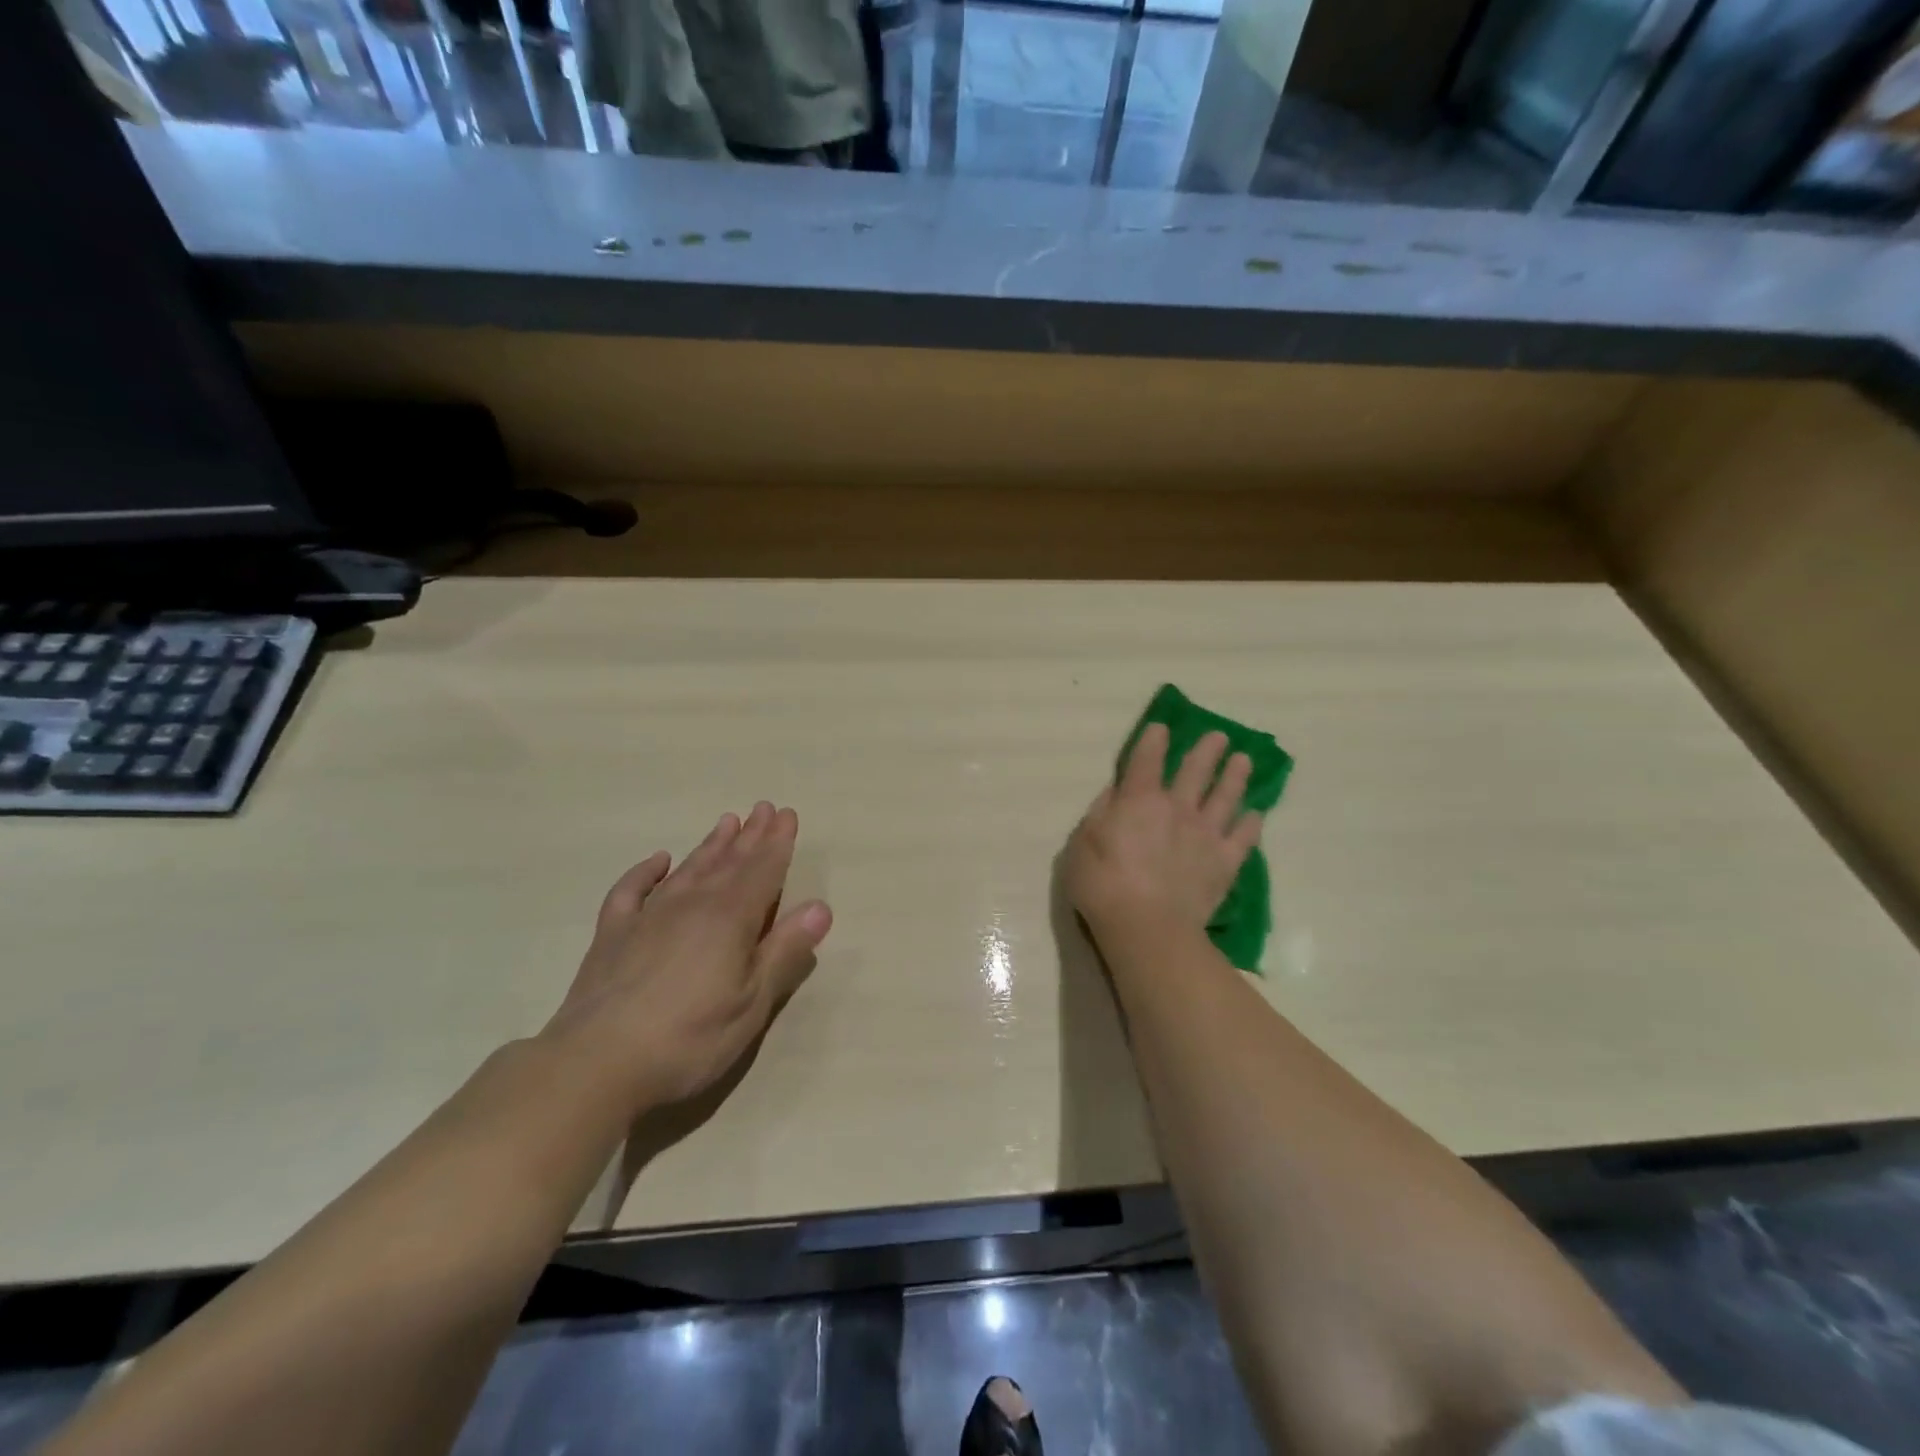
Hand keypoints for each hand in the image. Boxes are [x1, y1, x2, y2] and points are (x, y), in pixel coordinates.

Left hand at [543, 802, 832, 1115]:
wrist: (595, 1064)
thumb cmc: (689, 1038)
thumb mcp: (752, 1003)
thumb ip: (785, 951)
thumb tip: (821, 907)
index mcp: (730, 919)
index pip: (762, 871)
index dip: (778, 843)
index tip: (787, 814)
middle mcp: (692, 905)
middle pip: (728, 862)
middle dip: (750, 835)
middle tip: (763, 808)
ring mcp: (648, 916)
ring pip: (688, 869)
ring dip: (710, 845)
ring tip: (727, 821)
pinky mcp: (612, 934)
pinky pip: (631, 890)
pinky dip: (646, 872)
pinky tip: (658, 860)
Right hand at [1065, 724, 1262, 942]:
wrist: (1147, 927)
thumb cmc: (1102, 885)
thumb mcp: (1081, 845)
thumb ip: (1099, 814)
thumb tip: (1115, 793)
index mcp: (1138, 800)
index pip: (1146, 760)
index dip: (1153, 740)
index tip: (1161, 727)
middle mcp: (1176, 808)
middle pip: (1195, 770)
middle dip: (1206, 750)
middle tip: (1219, 736)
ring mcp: (1205, 834)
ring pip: (1226, 796)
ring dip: (1235, 776)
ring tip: (1244, 760)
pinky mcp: (1225, 862)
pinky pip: (1243, 837)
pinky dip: (1251, 824)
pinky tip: (1255, 815)